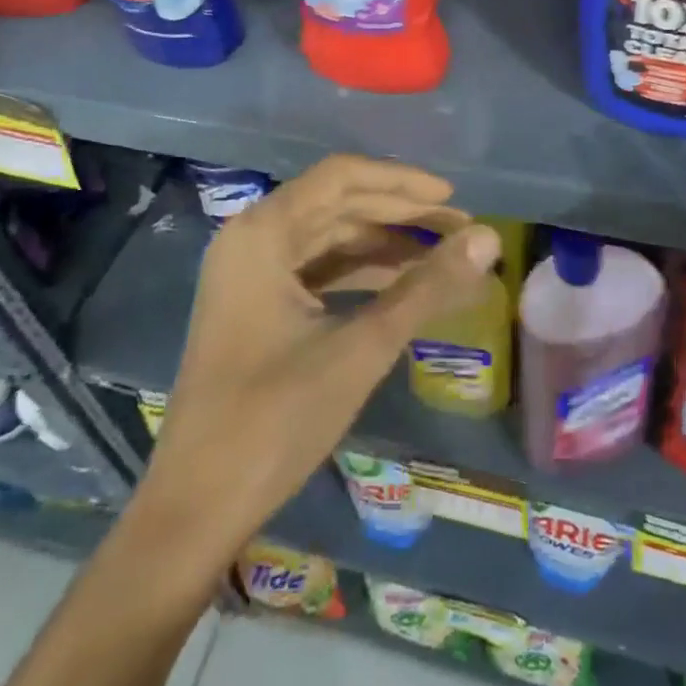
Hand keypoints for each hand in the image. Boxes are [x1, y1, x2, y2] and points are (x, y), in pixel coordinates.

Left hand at [138, 154, 501, 575]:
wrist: (196, 508)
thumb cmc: (275, 420)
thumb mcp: (361, 348)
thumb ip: (427, 288)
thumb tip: (489, 238)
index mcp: (262, 233)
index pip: (341, 177)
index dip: (401, 181)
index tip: (453, 200)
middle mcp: (251, 239)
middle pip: (337, 204)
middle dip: (400, 215)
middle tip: (461, 233)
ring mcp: (249, 274)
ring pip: (328, 238)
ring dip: (384, 244)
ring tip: (443, 259)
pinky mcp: (255, 306)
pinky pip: (316, 270)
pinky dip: (360, 274)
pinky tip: (402, 287)